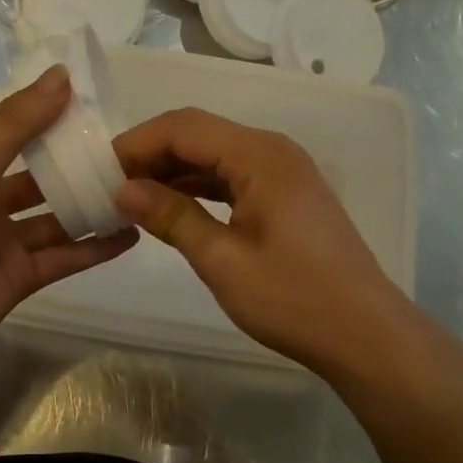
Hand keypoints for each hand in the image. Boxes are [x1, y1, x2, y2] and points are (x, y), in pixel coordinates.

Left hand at [0, 65, 138, 379]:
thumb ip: (17, 123)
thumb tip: (61, 75)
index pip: (6, 124)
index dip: (41, 105)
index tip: (87, 90)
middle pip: (37, 170)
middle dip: (73, 157)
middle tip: (124, 143)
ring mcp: (5, 239)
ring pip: (56, 215)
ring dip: (90, 203)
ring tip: (137, 186)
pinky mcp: (21, 275)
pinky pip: (65, 256)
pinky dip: (95, 247)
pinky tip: (131, 234)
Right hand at [112, 108, 457, 387]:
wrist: (364, 335)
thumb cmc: (293, 299)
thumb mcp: (222, 260)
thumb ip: (171, 217)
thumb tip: (122, 189)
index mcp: (260, 156)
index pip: (184, 127)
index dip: (137, 143)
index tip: (98, 169)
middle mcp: (273, 152)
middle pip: (199, 135)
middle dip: (151, 155)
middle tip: (108, 186)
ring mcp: (283, 174)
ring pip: (214, 157)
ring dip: (172, 172)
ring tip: (130, 197)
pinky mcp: (286, 197)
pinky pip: (232, 178)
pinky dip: (198, 188)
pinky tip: (171, 208)